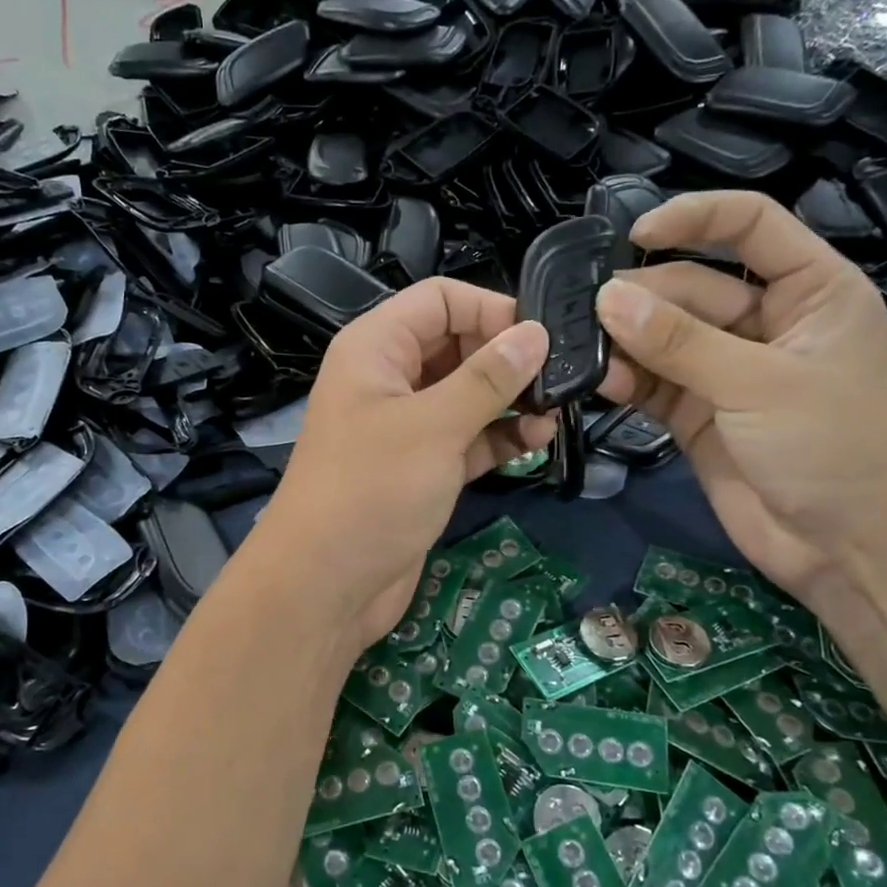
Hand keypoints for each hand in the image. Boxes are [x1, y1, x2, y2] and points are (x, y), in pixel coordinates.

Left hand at [256, 279, 554, 647]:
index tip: (542, 336)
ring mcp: (405, 428)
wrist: (325, 586)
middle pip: (458, 345)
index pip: (440, 300)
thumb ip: (488, 378)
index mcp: (376, 348)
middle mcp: (389, 379)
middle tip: (561, 379)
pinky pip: (466, 438)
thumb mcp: (433, 426)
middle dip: (508, 359)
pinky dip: (499, 438)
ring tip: (556, 414)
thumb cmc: (372, 491)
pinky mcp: (421, 470)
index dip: (491, 309)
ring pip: (467, 396)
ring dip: (510, 401)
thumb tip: (536, 333)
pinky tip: (536, 442)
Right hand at [595, 191, 886, 596]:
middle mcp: (764, 322)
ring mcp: (726, 370)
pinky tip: (598, 382)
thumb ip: (680, 342)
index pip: (749, 226)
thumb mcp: (760, 384)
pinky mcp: (697, 414)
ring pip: (663, 337)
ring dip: (625, 341)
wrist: (852, 548)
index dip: (694, 218)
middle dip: (642, 297)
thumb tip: (606, 298)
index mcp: (808, 290)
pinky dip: (625, 381)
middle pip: (690, 287)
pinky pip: (652, 383)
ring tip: (582, 348)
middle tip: (586, 312)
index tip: (634, 235)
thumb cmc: (836, 446)